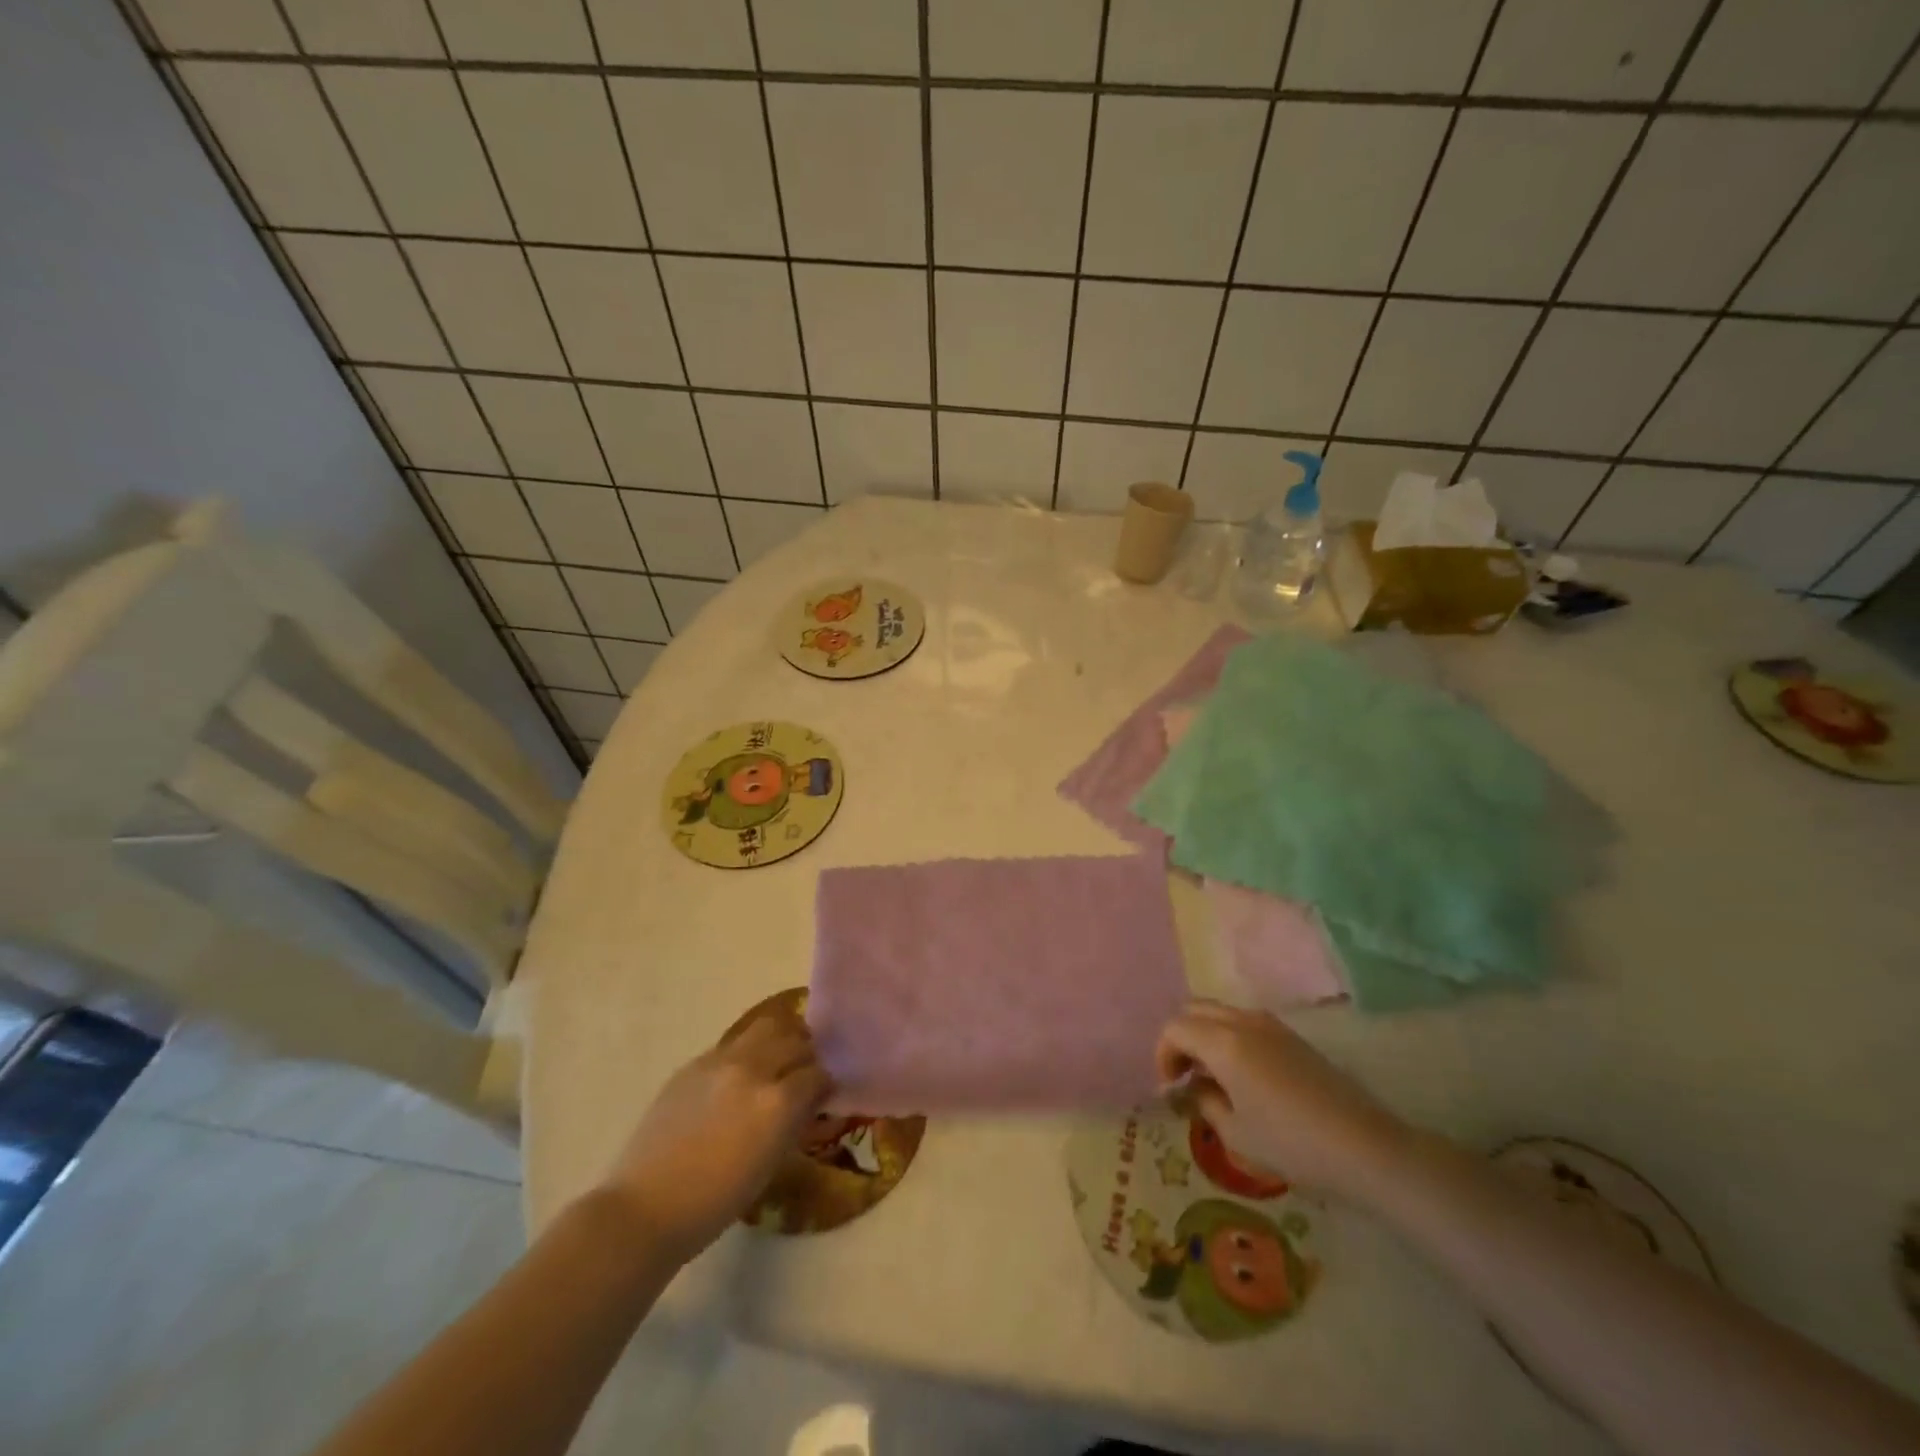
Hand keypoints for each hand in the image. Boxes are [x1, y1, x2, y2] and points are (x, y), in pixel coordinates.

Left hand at [599, 1010, 830, 1262]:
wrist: (647, 1208)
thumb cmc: (716, 1202)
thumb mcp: (771, 1164)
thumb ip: (795, 1121)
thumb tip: (811, 1099)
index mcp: (777, 1101)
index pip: (817, 1073)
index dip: (825, 1084)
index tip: (824, 1095)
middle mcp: (753, 1069)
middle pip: (795, 1040)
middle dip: (806, 1055)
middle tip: (804, 1074)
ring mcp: (720, 1061)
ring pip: (766, 1028)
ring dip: (780, 1040)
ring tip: (778, 1061)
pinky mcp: (694, 1063)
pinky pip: (734, 1045)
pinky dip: (748, 1053)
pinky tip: (740, 1077)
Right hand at [1156, 1000, 1410, 1202]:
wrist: (1365, 1147)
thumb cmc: (1292, 1144)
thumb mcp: (1235, 1133)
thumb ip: (1204, 1101)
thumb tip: (1191, 1087)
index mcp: (1223, 1042)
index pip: (1174, 1028)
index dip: (1163, 1055)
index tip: (1171, 1088)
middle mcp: (1243, 1021)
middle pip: (1194, 1010)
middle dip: (1181, 1038)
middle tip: (1185, 1077)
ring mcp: (1270, 1024)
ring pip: (1221, 1012)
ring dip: (1206, 1035)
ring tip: (1212, 1077)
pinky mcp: (1291, 1036)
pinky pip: (1245, 1022)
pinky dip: (1229, 1037)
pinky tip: (1242, 1076)